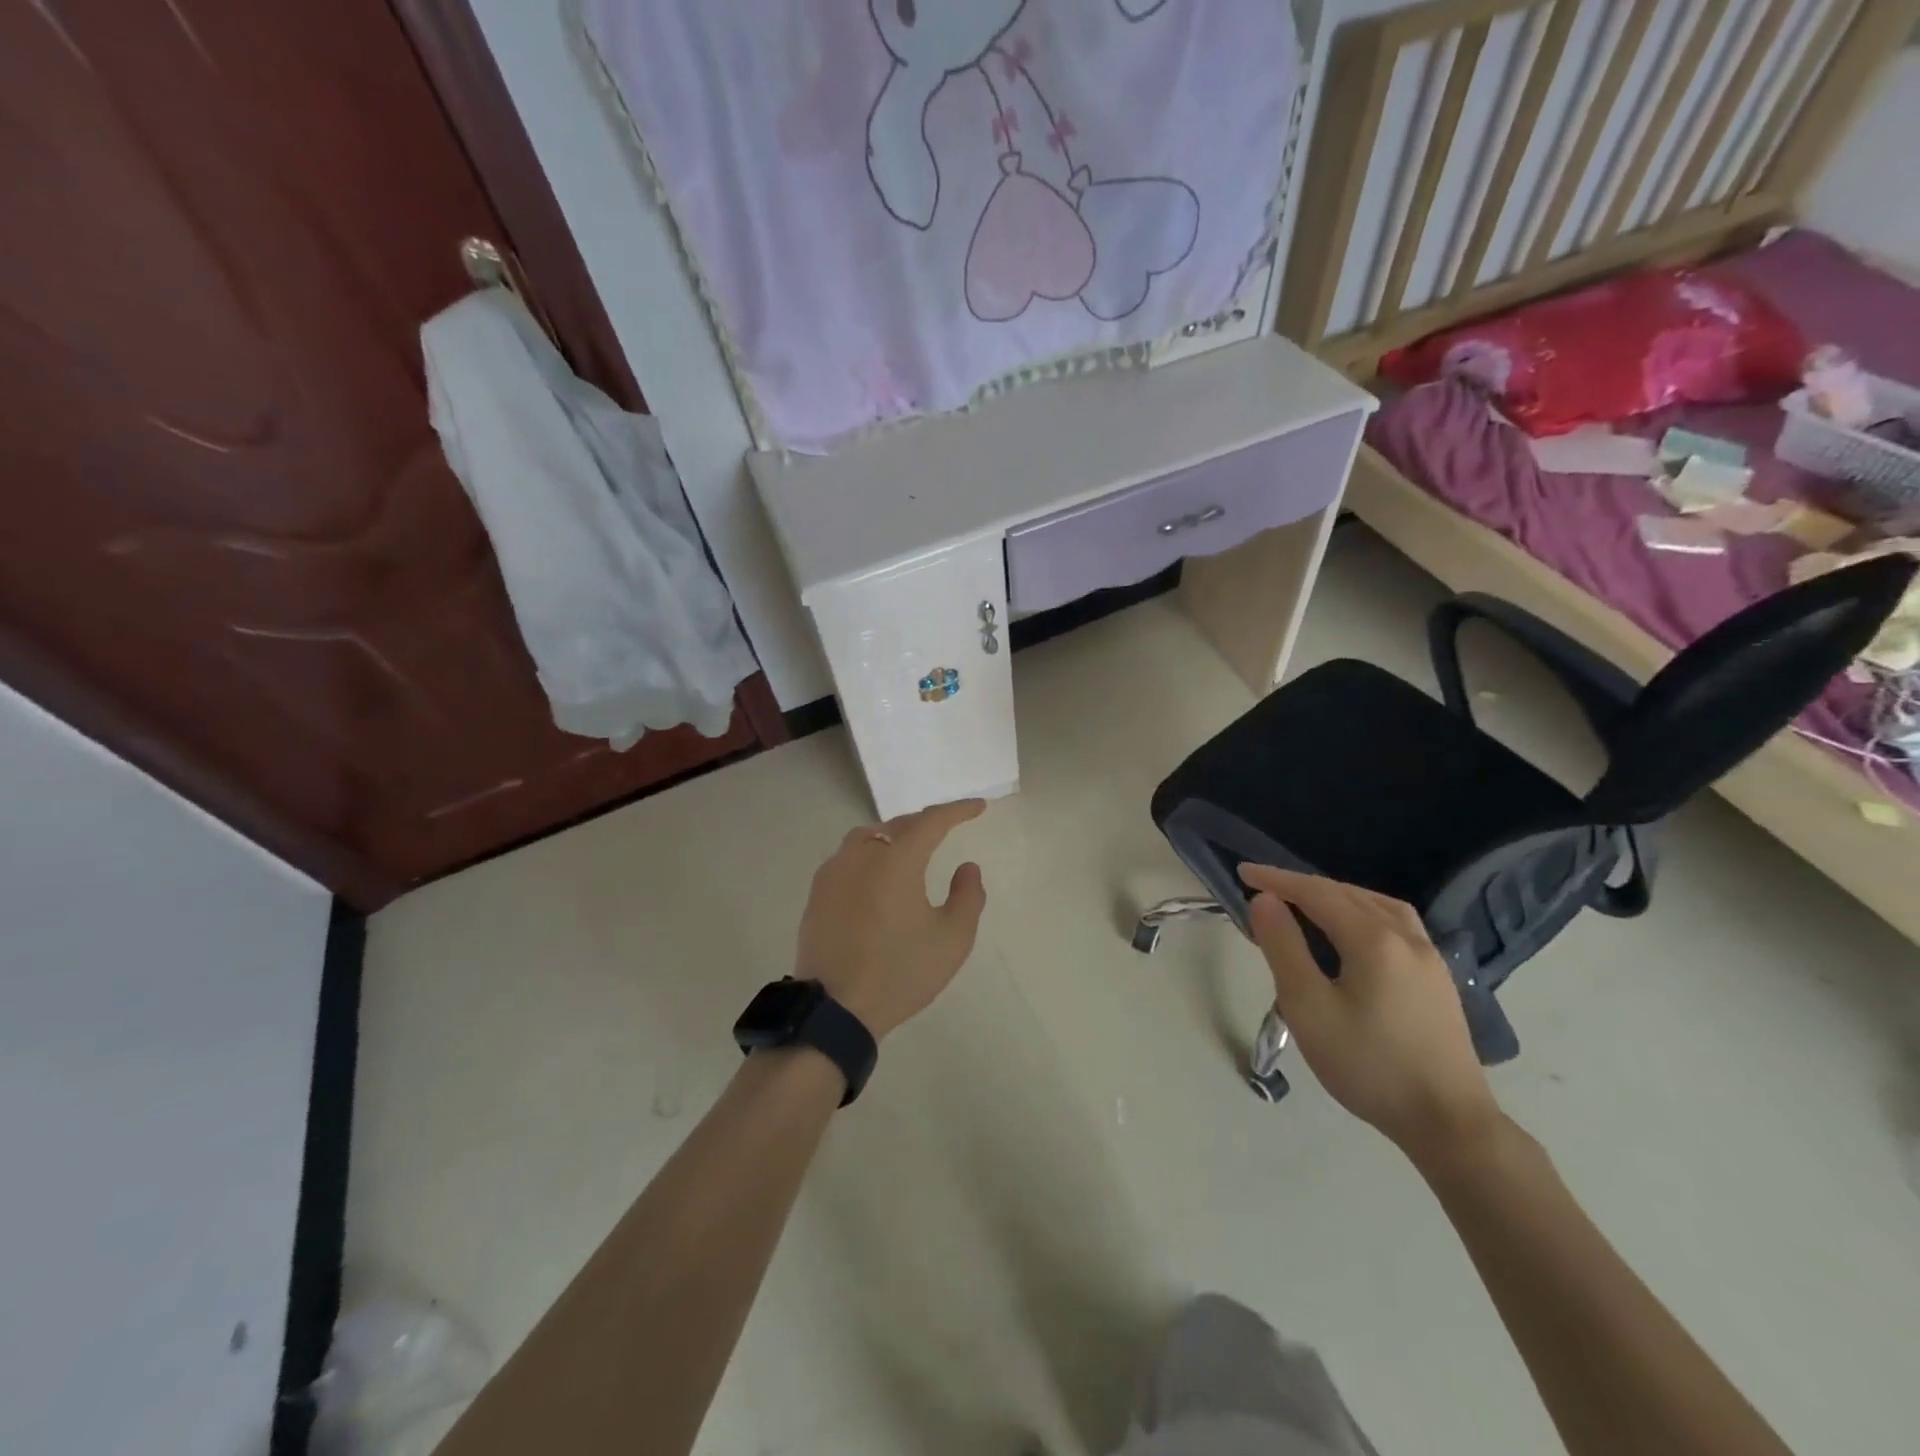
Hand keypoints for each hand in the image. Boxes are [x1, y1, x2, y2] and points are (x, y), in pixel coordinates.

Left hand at [795, 800, 988, 1039]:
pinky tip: (877, 876)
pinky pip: (848, 858)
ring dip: (894, 836)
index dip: (958, 810)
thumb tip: (967, 867)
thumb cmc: (900, 972)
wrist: (835, 1009)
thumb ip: (968, 896)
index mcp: (896, 860)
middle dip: (925, 823)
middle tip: (947, 828)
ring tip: (911, 849)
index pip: (932, 821)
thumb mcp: (952, 939)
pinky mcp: (817, 893)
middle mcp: (861, 855)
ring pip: (868, 837)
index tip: (979, 807)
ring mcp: (834, 872)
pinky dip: (870, 855)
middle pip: (898, 825)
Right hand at [1239, 864, 1501, 1161]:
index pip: (1316, 892)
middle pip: (1347, 893)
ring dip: (1335, 895)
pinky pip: (1395, 923)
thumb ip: (1284, 947)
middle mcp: (1406, 936)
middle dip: (1302, 886)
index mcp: (1373, 939)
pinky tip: (1354, 931)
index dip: (1276, 879)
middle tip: (1264, 889)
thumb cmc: (1368, 1065)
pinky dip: (1362, 911)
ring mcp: (1429, 956)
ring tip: (1305, 903)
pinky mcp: (1438, 978)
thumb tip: (1264, 900)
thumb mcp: (1308, 1007)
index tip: (1243, 871)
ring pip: (1375, 904)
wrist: (1448, 1123)